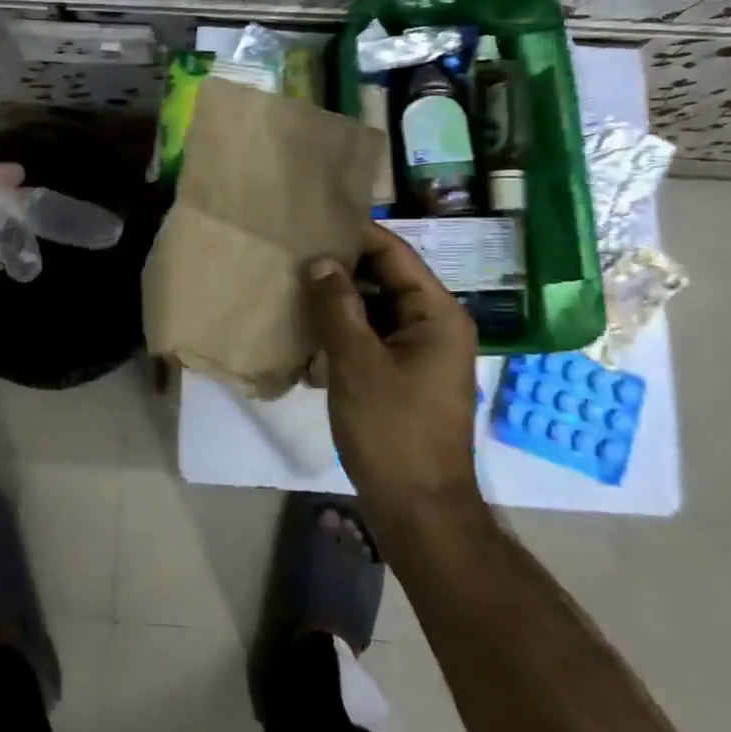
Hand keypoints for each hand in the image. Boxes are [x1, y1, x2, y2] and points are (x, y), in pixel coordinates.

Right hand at [306, 223, 486, 520]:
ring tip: (293, 283)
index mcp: (437, 314)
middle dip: (341, 268)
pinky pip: (373, 336)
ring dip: (339, 300)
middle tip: (293, 253)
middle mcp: (435, 324)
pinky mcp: (404, 374)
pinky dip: (345, 329)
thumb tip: (320, 260)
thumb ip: (338, 306)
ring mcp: (421, 351)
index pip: (394, 254)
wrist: (419, 510)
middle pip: (385, 279)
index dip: (355, 235)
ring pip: (376, 308)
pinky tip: (308, 328)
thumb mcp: (358, 363)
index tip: (312, 221)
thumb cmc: (393, 431)